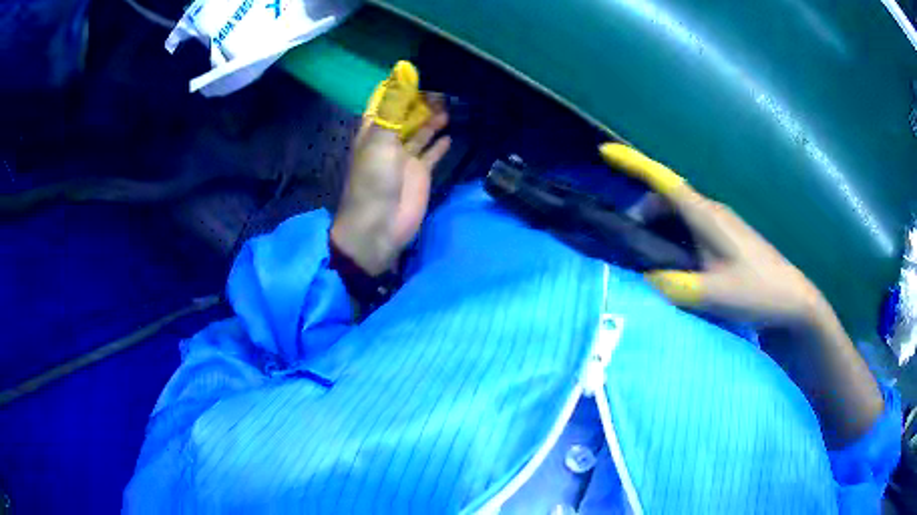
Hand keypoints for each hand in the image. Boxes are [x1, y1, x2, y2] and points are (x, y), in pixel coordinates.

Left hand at [331, 62, 450, 275]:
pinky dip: (440, 144)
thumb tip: (403, 73)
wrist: (379, 226)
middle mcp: (389, 141)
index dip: (397, 90)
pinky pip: (432, 154)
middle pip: (406, 116)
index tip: (415, 75)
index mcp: (373, 131)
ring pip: (421, 132)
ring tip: (450, 105)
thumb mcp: (379, 140)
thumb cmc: (373, 181)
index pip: (385, 104)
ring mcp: (406, 158)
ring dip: (433, 120)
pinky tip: (451, 134)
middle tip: (441, 90)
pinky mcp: (421, 173)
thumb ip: (393, 108)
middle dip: (420, 103)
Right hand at [600, 143, 826, 328]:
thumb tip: (647, 277)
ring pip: (679, 214)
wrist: (793, 299)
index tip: (605, 151)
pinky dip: (673, 238)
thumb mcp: (714, 294)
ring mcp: (721, 224)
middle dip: (642, 211)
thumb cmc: (757, 291)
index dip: (634, 163)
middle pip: (667, 198)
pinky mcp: (727, 238)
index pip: (664, 181)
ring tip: (646, 258)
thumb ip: (676, 286)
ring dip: (658, 227)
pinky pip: (691, 228)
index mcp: (706, 217)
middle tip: (626, 241)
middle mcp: (712, 212)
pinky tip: (674, 264)